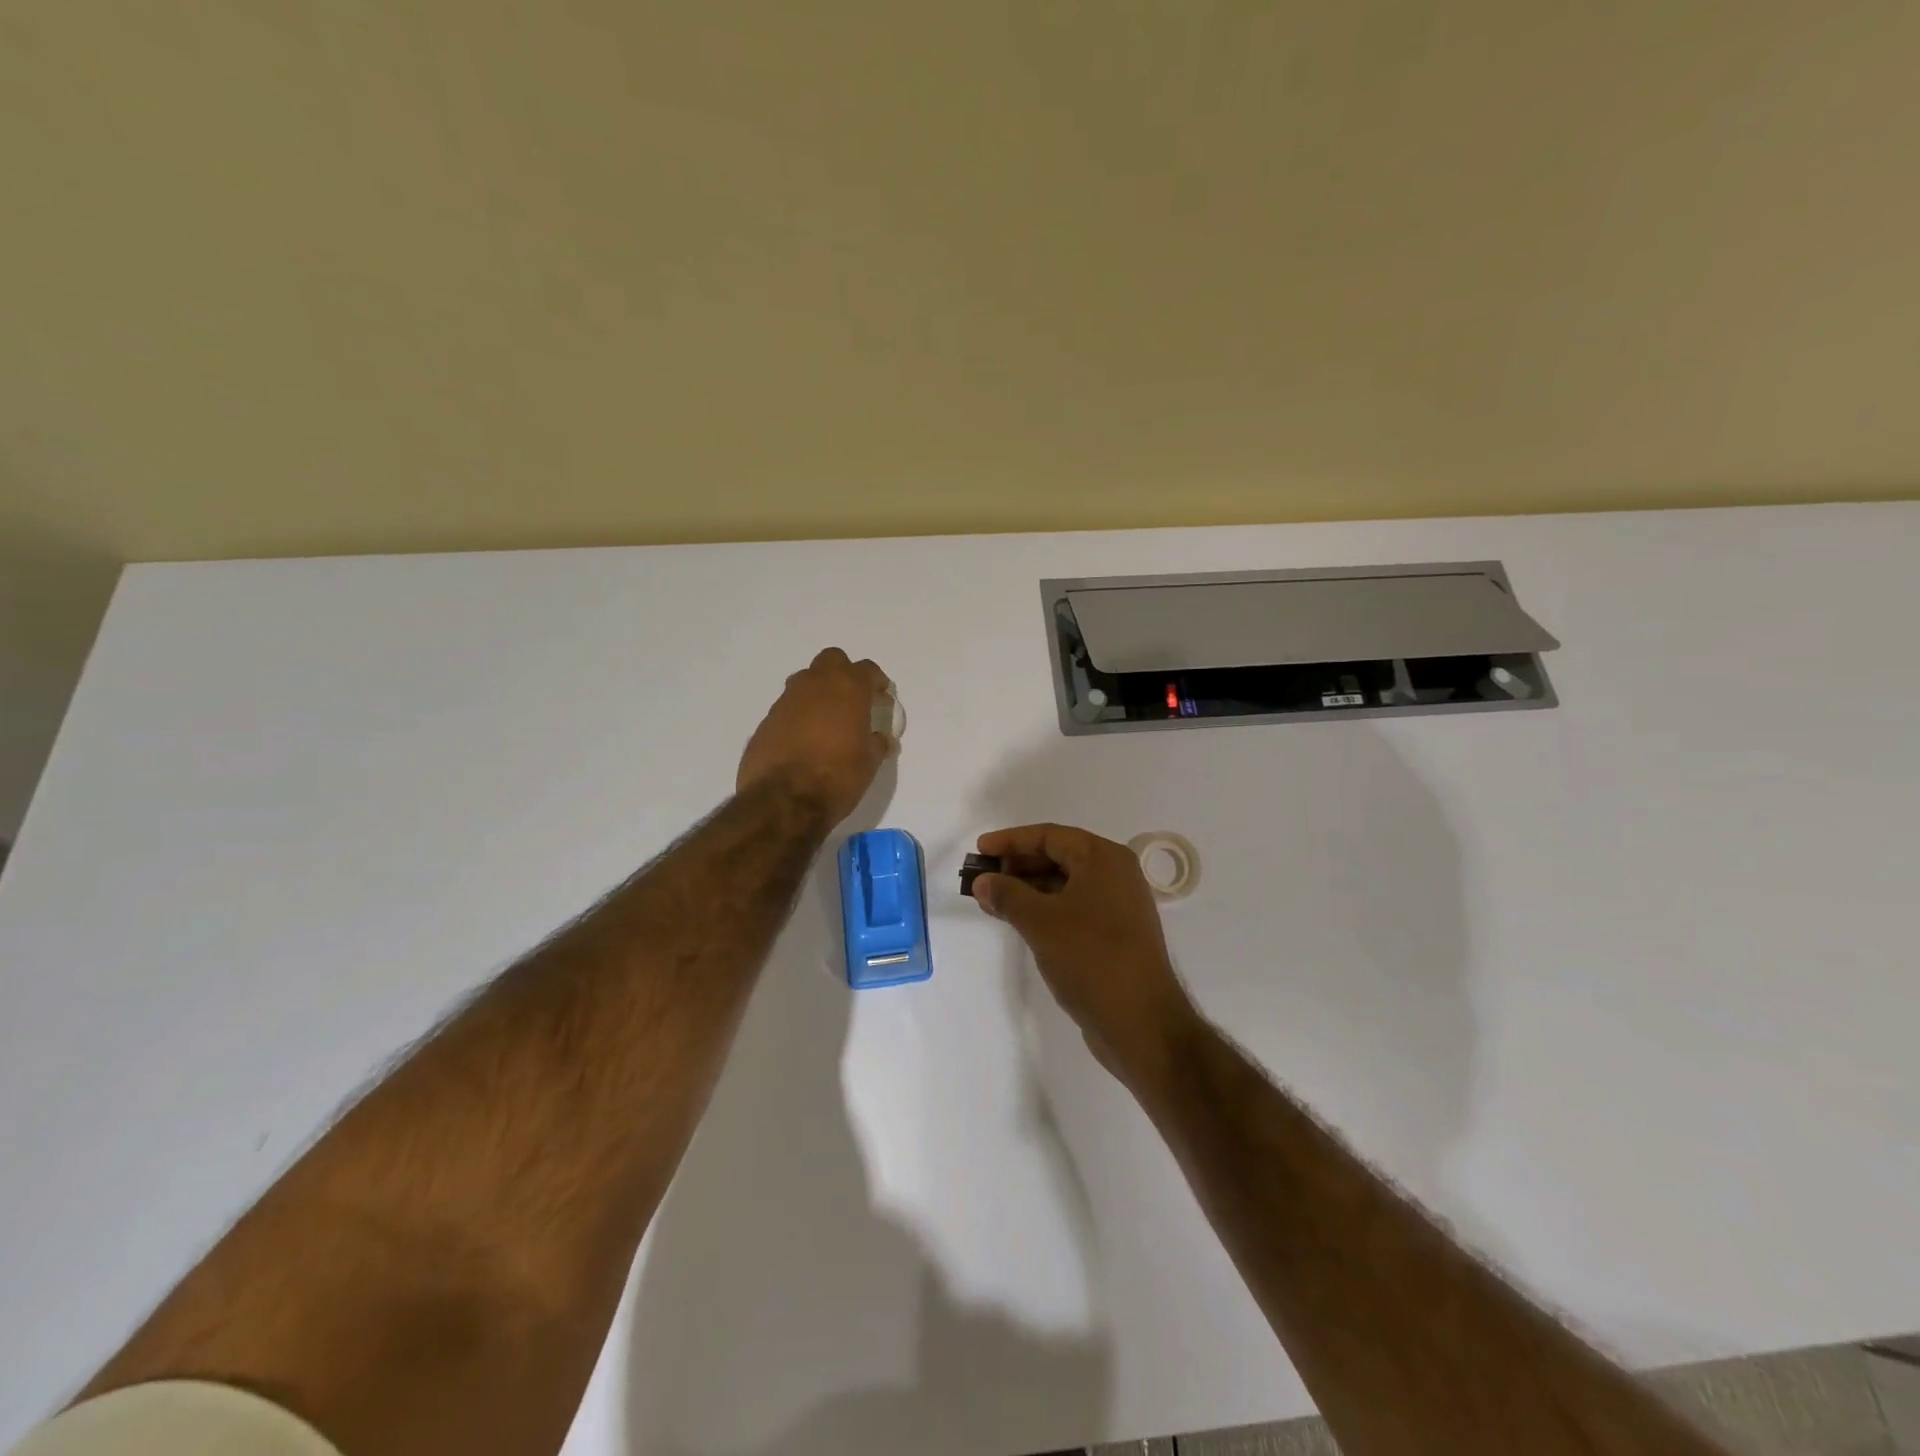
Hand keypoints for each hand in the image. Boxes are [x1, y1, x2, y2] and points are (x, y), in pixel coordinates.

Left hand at [738, 648, 894, 826]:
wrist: (783, 801)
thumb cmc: (837, 777)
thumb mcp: (869, 763)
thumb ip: (876, 744)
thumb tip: (882, 739)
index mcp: (847, 688)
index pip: (867, 670)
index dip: (877, 681)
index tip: (882, 695)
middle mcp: (815, 684)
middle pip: (832, 660)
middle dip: (843, 673)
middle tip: (852, 698)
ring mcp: (787, 700)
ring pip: (806, 680)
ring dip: (818, 692)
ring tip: (827, 719)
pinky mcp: (767, 719)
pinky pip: (788, 707)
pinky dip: (799, 715)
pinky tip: (804, 739)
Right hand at [971, 823, 1198, 1087]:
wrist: (1141, 1022)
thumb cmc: (1091, 959)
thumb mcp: (1041, 922)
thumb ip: (1007, 895)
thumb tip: (982, 881)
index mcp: (1104, 858)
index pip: (1050, 836)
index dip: (1011, 840)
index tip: (980, 849)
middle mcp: (1115, 874)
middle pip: (1058, 856)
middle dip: (1018, 865)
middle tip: (983, 876)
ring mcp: (1118, 905)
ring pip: (1064, 884)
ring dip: (1028, 888)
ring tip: (992, 900)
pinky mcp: (1114, 933)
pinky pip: (1072, 906)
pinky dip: (1044, 908)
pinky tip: (1018, 920)